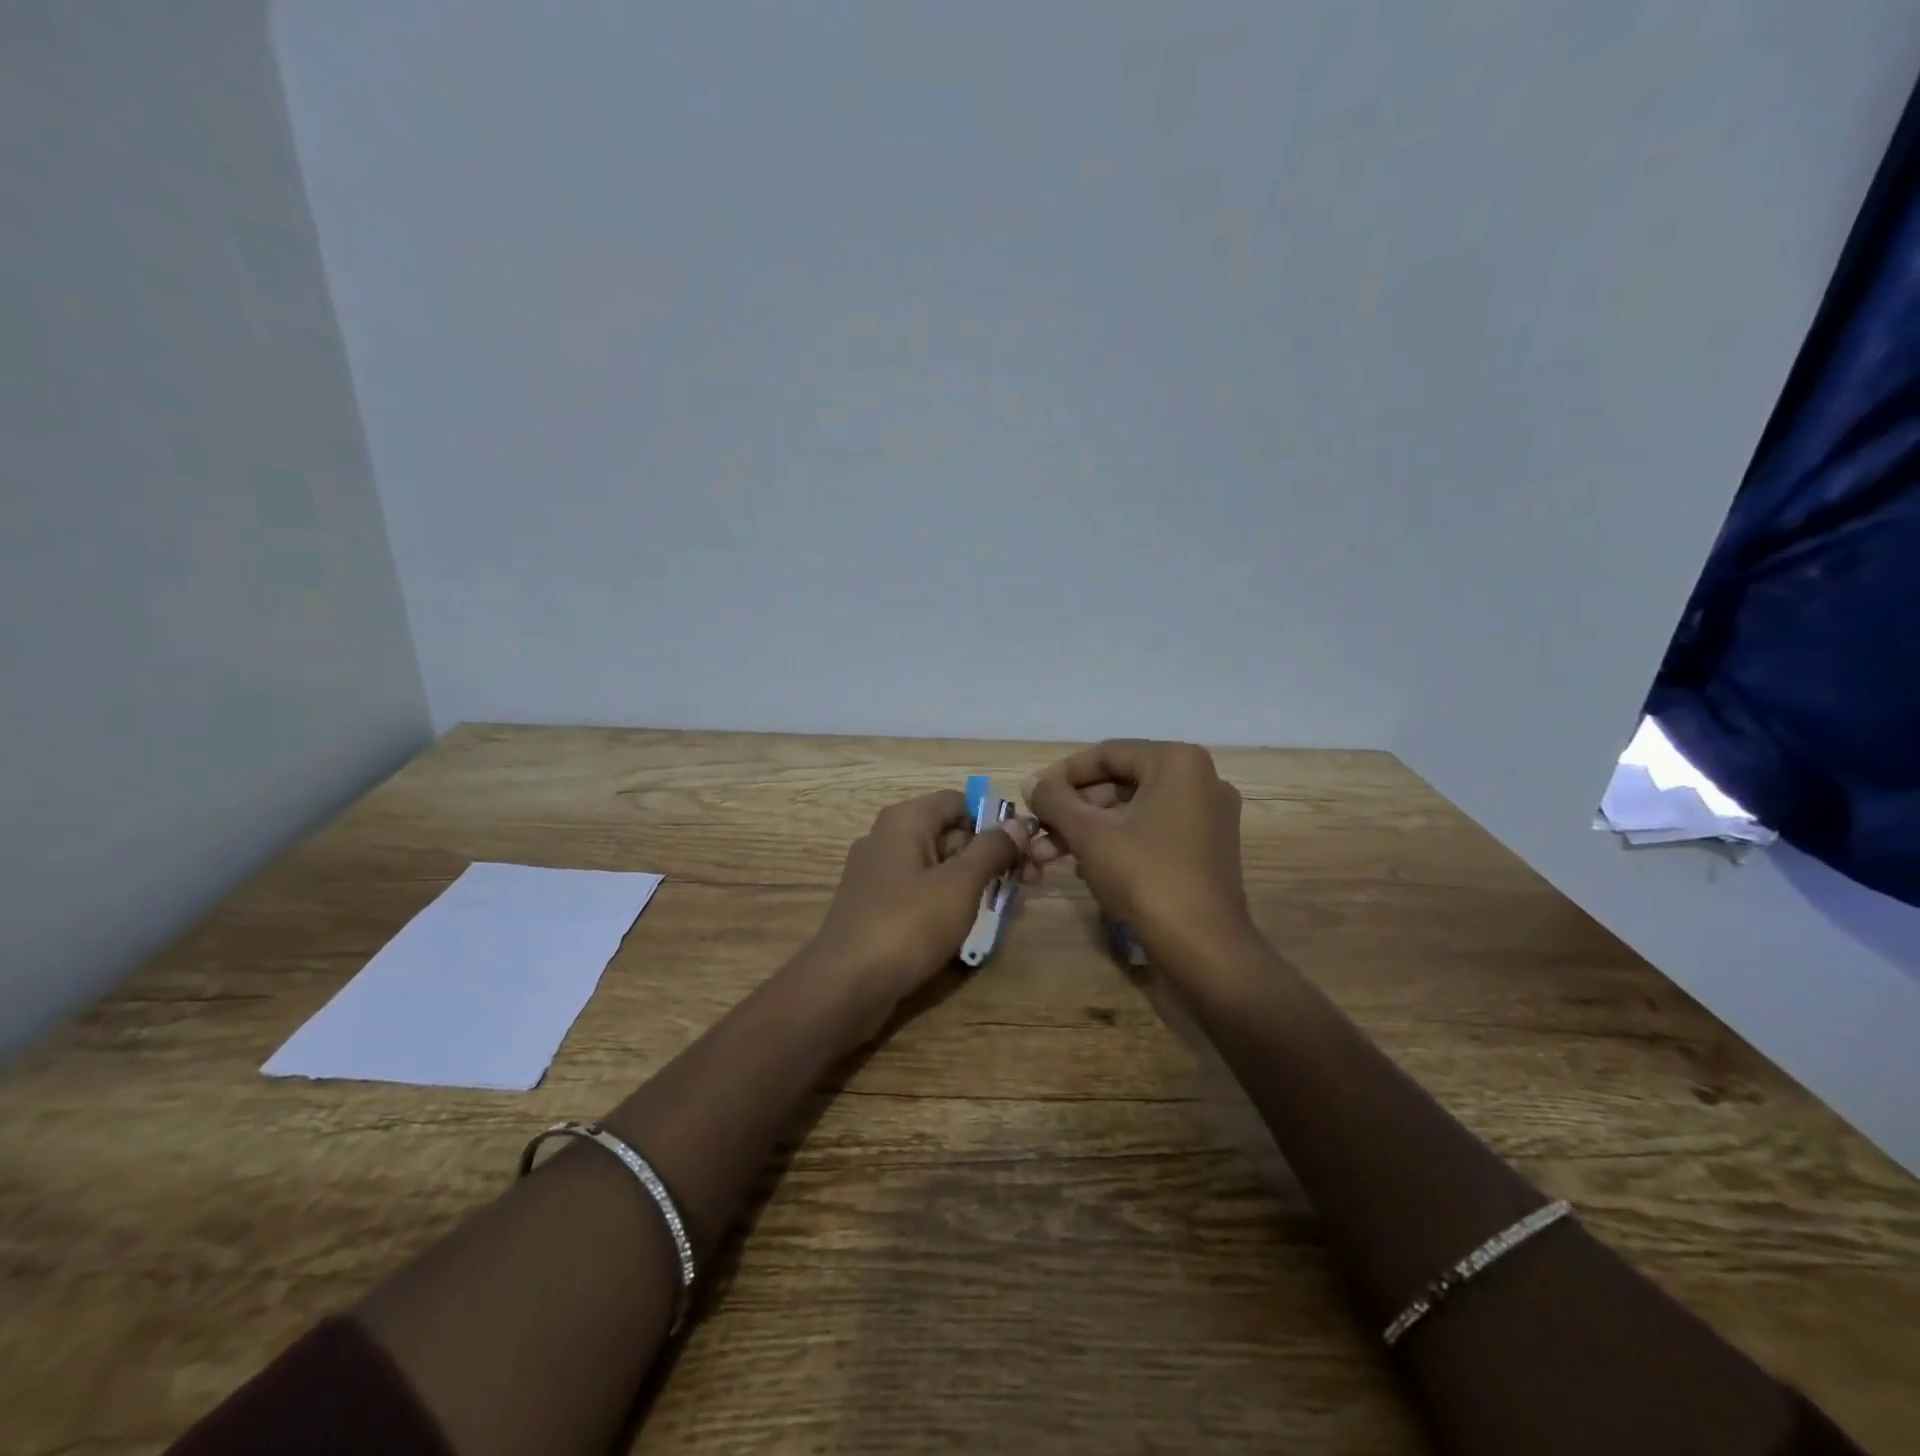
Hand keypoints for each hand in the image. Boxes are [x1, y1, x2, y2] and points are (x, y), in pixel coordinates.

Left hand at [802, 790, 1029, 1043]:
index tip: (1026, 848)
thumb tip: (1016, 824)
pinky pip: (921, 891)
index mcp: (905, 820)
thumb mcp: (960, 884)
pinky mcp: (877, 907)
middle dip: (990, 854)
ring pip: (938, 865)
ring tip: (1008, 906)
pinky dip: (949, 901)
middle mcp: (888, 838)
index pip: (960, 801)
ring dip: (974, 880)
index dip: (995, 820)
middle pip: (950, 832)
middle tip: (1028, 881)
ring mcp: (879, 874)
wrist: (845, 986)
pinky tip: (971, 925)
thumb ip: (991, 850)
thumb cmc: (907, 925)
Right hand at [1027, 740, 1254, 969]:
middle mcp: (1199, 779)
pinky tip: (1083, 866)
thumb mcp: (1089, 834)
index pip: (1106, 754)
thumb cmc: (1145, 877)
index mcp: (1177, 762)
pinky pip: (1152, 831)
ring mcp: (1208, 815)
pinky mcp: (1207, 848)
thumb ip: (1055, 800)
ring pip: (1132, 811)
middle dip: (1073, 809)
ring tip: (1047, 855)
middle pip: (1119, 783)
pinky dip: (1117, 842)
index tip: (1031, 795)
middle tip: (1037, 830)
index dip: (1062, 775)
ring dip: (1088, 829)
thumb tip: (1031, 783)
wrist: (1204, 947)